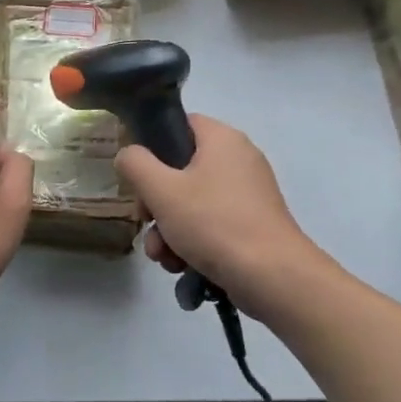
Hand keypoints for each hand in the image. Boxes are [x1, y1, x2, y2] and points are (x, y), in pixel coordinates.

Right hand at [115, 115, 325, 319]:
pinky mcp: (251, 224)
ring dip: (168, 229)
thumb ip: (135, 164)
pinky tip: (181, 266)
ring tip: (163, 256)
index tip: (137, 174)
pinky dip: (192, 242)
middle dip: (155, 203)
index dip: (153, 145)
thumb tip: (128, 155)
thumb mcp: (161, 190)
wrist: (271, 276)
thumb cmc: (214, 223)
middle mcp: (238, 160)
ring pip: (191, 202)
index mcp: (222, 140)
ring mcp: (247, 194)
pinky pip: (210, 224)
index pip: (180, 124)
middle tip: (145, 221)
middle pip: (181, 169)